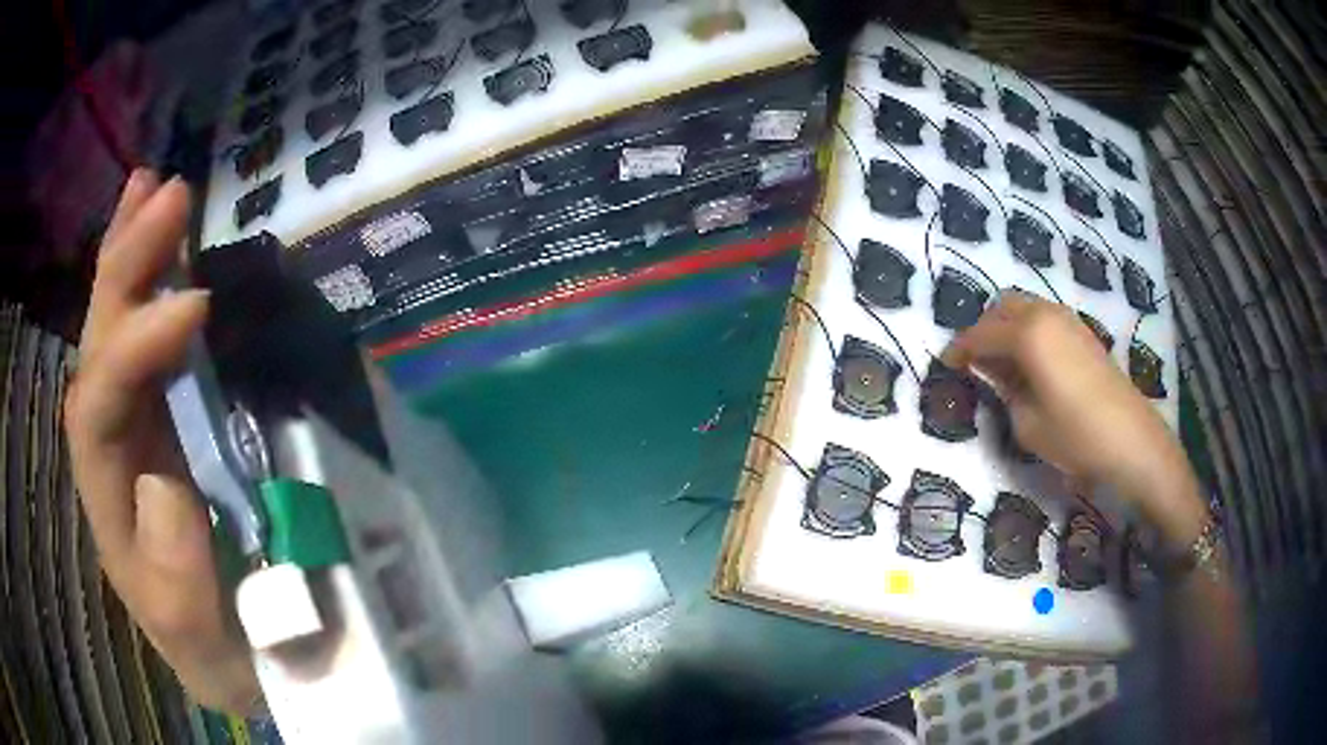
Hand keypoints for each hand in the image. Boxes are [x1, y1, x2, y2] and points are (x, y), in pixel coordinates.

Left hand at [64, 170, 259, 712]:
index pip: (102, 407)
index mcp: (110, 502)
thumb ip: (175, 576)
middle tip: (168, 192)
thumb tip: (164, 477)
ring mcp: (134, 425)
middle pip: (98, 344)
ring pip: (113, 327)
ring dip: (129, 253)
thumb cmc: (219, 648)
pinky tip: (163, 242)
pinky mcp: (161, 416)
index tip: (197, 304)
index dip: (138, 350)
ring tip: (150, 185)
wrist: (231, 653)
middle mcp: (110, 449)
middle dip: (125, 266)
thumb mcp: (203, 640)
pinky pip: (143, 338)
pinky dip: (148, 281)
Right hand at [941, 292, 1205, 544]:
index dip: (960, 349)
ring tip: (1000, 361)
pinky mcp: (1083, 332)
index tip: (946, 364)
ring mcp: (1068, 319)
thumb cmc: (1076, 436)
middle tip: (973, 360)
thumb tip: (996, 374)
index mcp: (1027, 335)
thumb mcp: (1028, 423)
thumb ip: (1005, 391)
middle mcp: (1045, 315)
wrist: (1131, 440)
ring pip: (1025, 307)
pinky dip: (1028, 329)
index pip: (981, 335)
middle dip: (982, 329)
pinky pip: (1044, 317)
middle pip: (1002, 308)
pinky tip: (1030, 360)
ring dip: (1006, 326)